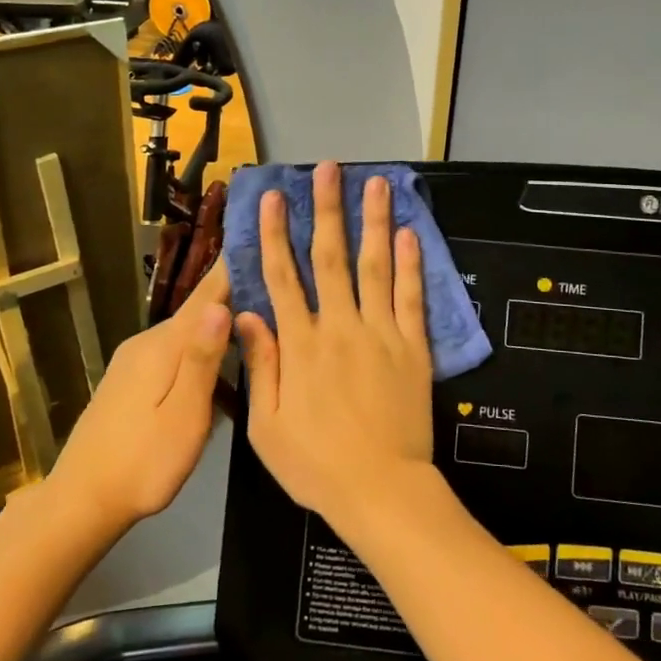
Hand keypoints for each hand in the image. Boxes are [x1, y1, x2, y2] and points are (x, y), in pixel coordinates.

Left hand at [48, 261, 230, 530]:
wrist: (81, 501)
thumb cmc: (143, 464)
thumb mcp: (183, 417)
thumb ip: (201, 361)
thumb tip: (221, 305)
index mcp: (163, 346)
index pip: (206, 295)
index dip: (232, 266)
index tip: (257, 234)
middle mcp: (147, 342)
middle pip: (197, 311)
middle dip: (233, 294)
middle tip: (273, 281)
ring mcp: (135, 361)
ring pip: (186, 333)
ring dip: (218, 325)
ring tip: (255, 322)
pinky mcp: (130, 380)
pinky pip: (175, 352)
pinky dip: (201, 350)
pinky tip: (220, 370)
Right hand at [238, 162, 432, 528]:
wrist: (381, 490)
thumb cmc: (316, 464)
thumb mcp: (267, 426)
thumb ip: (260, 365)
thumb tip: (247, 314)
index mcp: (301, 345)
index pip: (282, 278)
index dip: (274, 235)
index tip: (271, 198)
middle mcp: (339, 327)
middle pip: (330, 258)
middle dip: (327, 209)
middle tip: (329, 169)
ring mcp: (381, 334)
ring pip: (375, 267)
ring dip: (372, 222)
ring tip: (375, 184)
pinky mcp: (413, 348)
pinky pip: (411, 298)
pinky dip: (411, 264)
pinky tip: (409, 233)